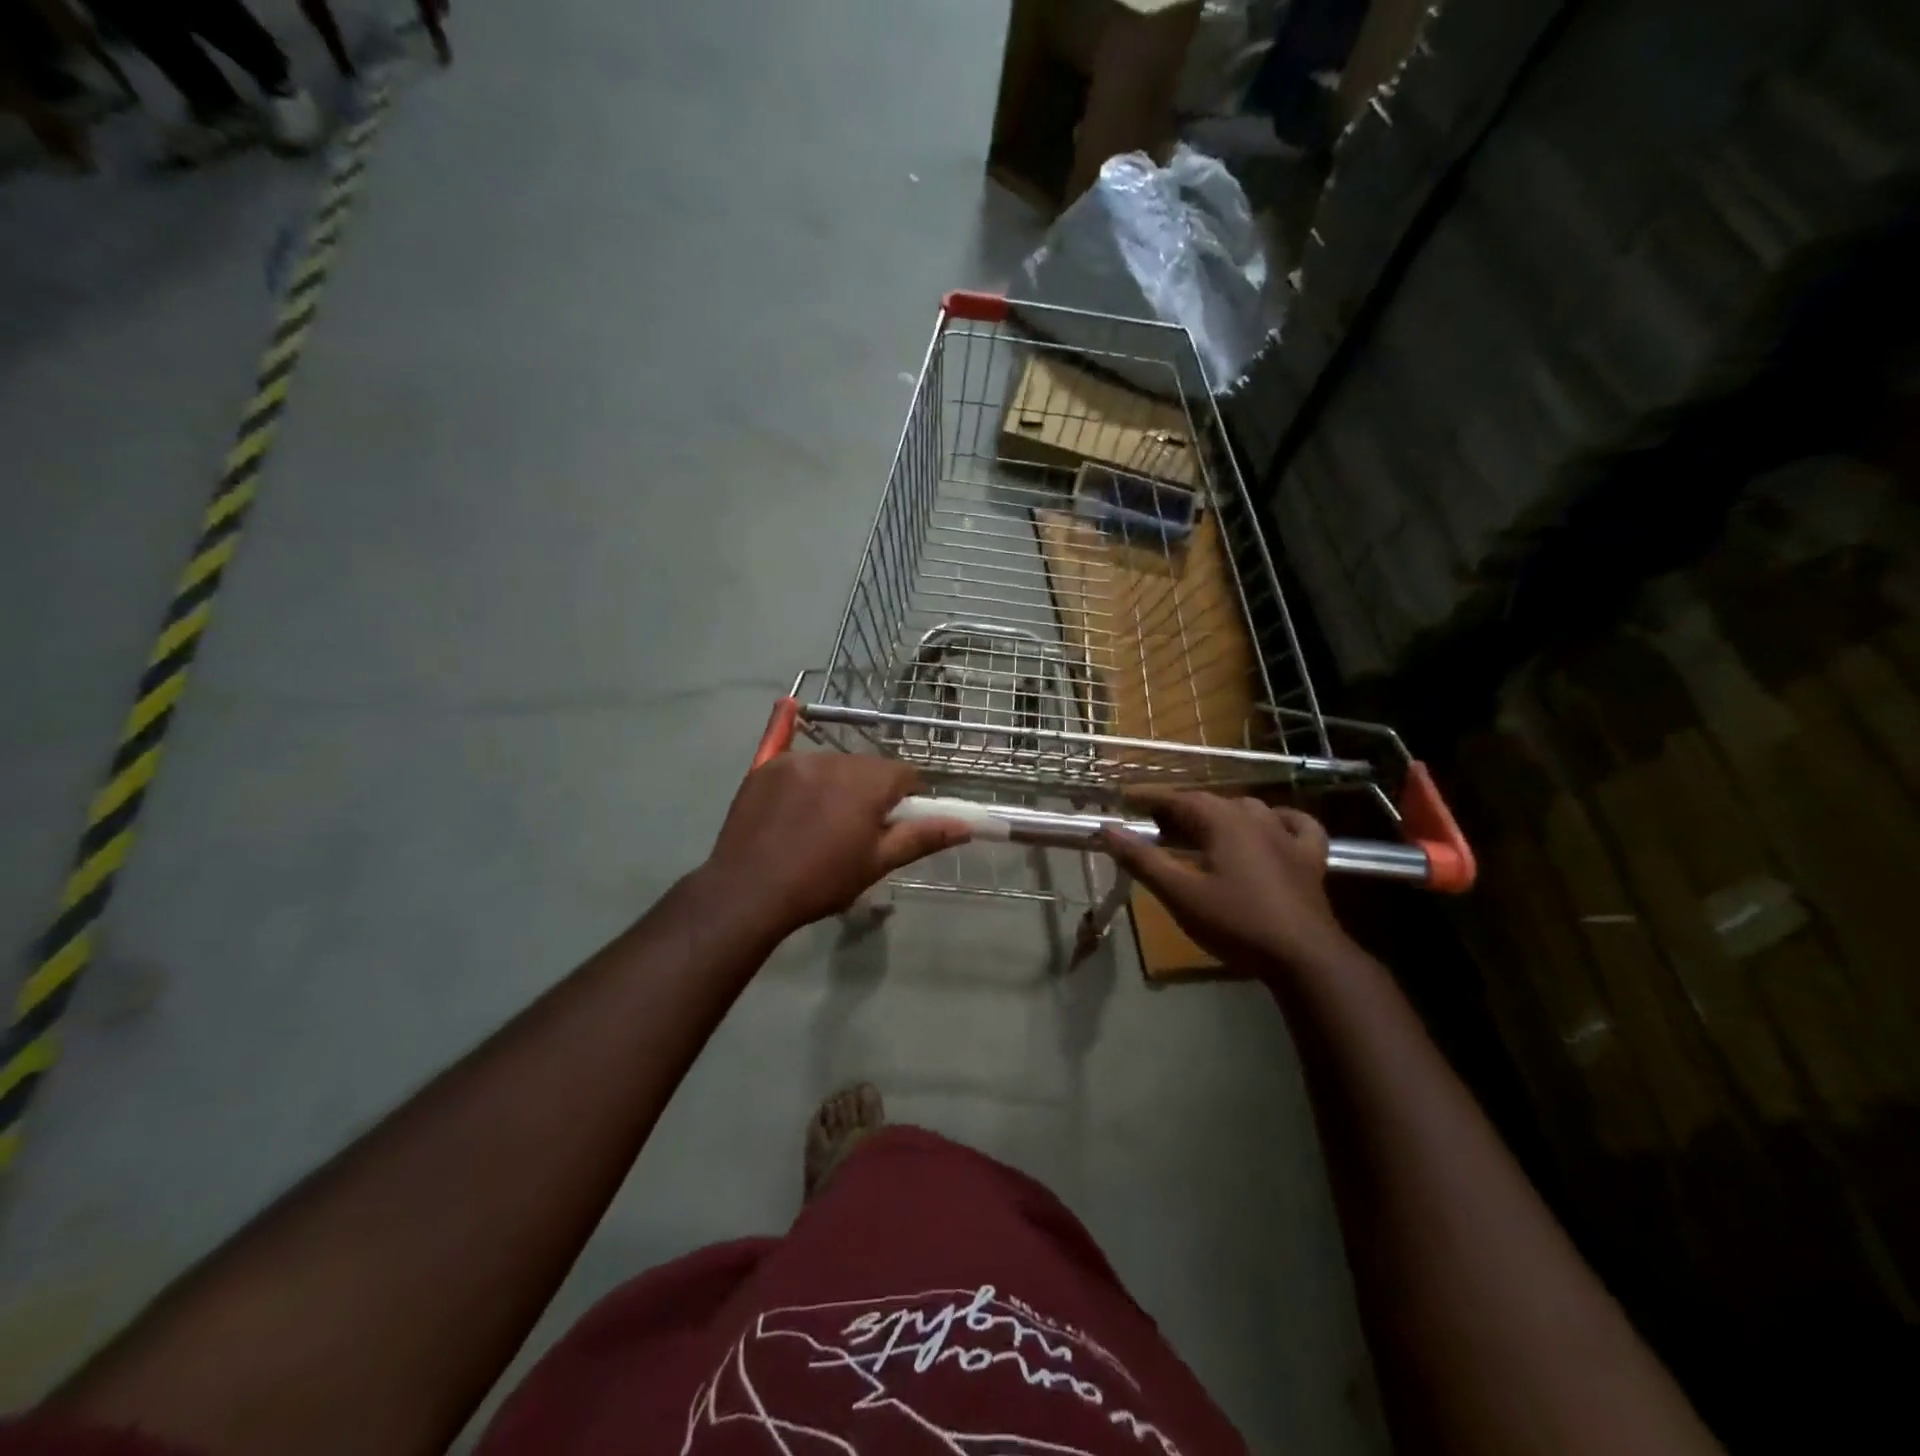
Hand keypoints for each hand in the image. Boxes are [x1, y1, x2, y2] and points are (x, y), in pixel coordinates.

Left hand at [705, 754, 969, 934]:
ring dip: (837, 784)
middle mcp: (835, 760)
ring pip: (834, 764)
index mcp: (867, 783)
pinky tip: (791, 776)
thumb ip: (922, 837)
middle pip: (868, 766)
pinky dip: (804, 777)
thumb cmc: (821, 881)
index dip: (905, 798)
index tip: (893, 824)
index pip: (904, 774)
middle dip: (870, 791)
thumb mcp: (877, 863)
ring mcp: (797, 761)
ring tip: (818, 823)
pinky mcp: (765, 767)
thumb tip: (965, 826)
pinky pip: (797, 761)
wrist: (748, 891)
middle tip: (855, 829)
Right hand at [1101, 789, 1355, 974]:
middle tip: (1156, 828)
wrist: (1304, 956)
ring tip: (1202, 833)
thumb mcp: (1180, 893)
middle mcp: (1256, 817)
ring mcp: (1287, 835)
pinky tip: (1273, 826)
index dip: (1150, 798)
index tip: (1125, 800)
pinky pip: (1296, 824)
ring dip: (1220, 815)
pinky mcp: (1310, 857)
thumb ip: (1143, 859)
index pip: (1179, 798)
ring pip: (1248, 810)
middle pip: (1211, 803)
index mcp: (1223, 821)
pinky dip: (1279, 820)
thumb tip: (1108, 830)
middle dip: (1180, 810)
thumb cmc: (1236, 922)